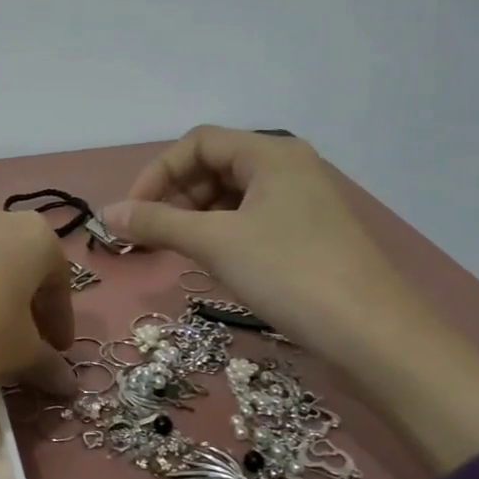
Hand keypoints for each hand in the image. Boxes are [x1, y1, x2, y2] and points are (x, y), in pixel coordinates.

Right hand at [104, 126, 478, 472]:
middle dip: (173, 197)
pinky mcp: (306, 235)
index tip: (132, 213)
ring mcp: (300, 203)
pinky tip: (208, 262)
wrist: (372, 336)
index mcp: (271, 153)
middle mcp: (287, 168)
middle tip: (146, 237)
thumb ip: (156, 223)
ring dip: (192, 218)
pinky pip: (249, 220)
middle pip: (213, 166)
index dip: (157, 172)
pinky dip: (219, 234)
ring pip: (230, 197)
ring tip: (170, 252)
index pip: (198, 142)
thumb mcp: (215, 243)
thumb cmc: (289, 273)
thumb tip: (106, 214)